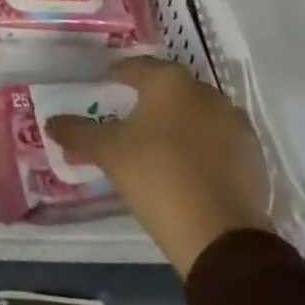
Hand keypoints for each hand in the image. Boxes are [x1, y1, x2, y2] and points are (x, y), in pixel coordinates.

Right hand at [45, 55, 271, 275]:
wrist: (222, 237)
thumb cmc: (157, 178)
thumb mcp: (109, 154)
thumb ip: (79, 133)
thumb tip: (51, 122)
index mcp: (168, 82)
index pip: (137, 67)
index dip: (118, 74)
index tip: (106, 83)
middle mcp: (204, 91)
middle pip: (170, 87)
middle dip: (151, 96)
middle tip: (130, 112)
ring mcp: (234, 122)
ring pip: (198, 111)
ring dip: (180, 120)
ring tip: (160, 141)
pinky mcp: (253, 154)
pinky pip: (219, 139)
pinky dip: (203, 144)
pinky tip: (190, 164)